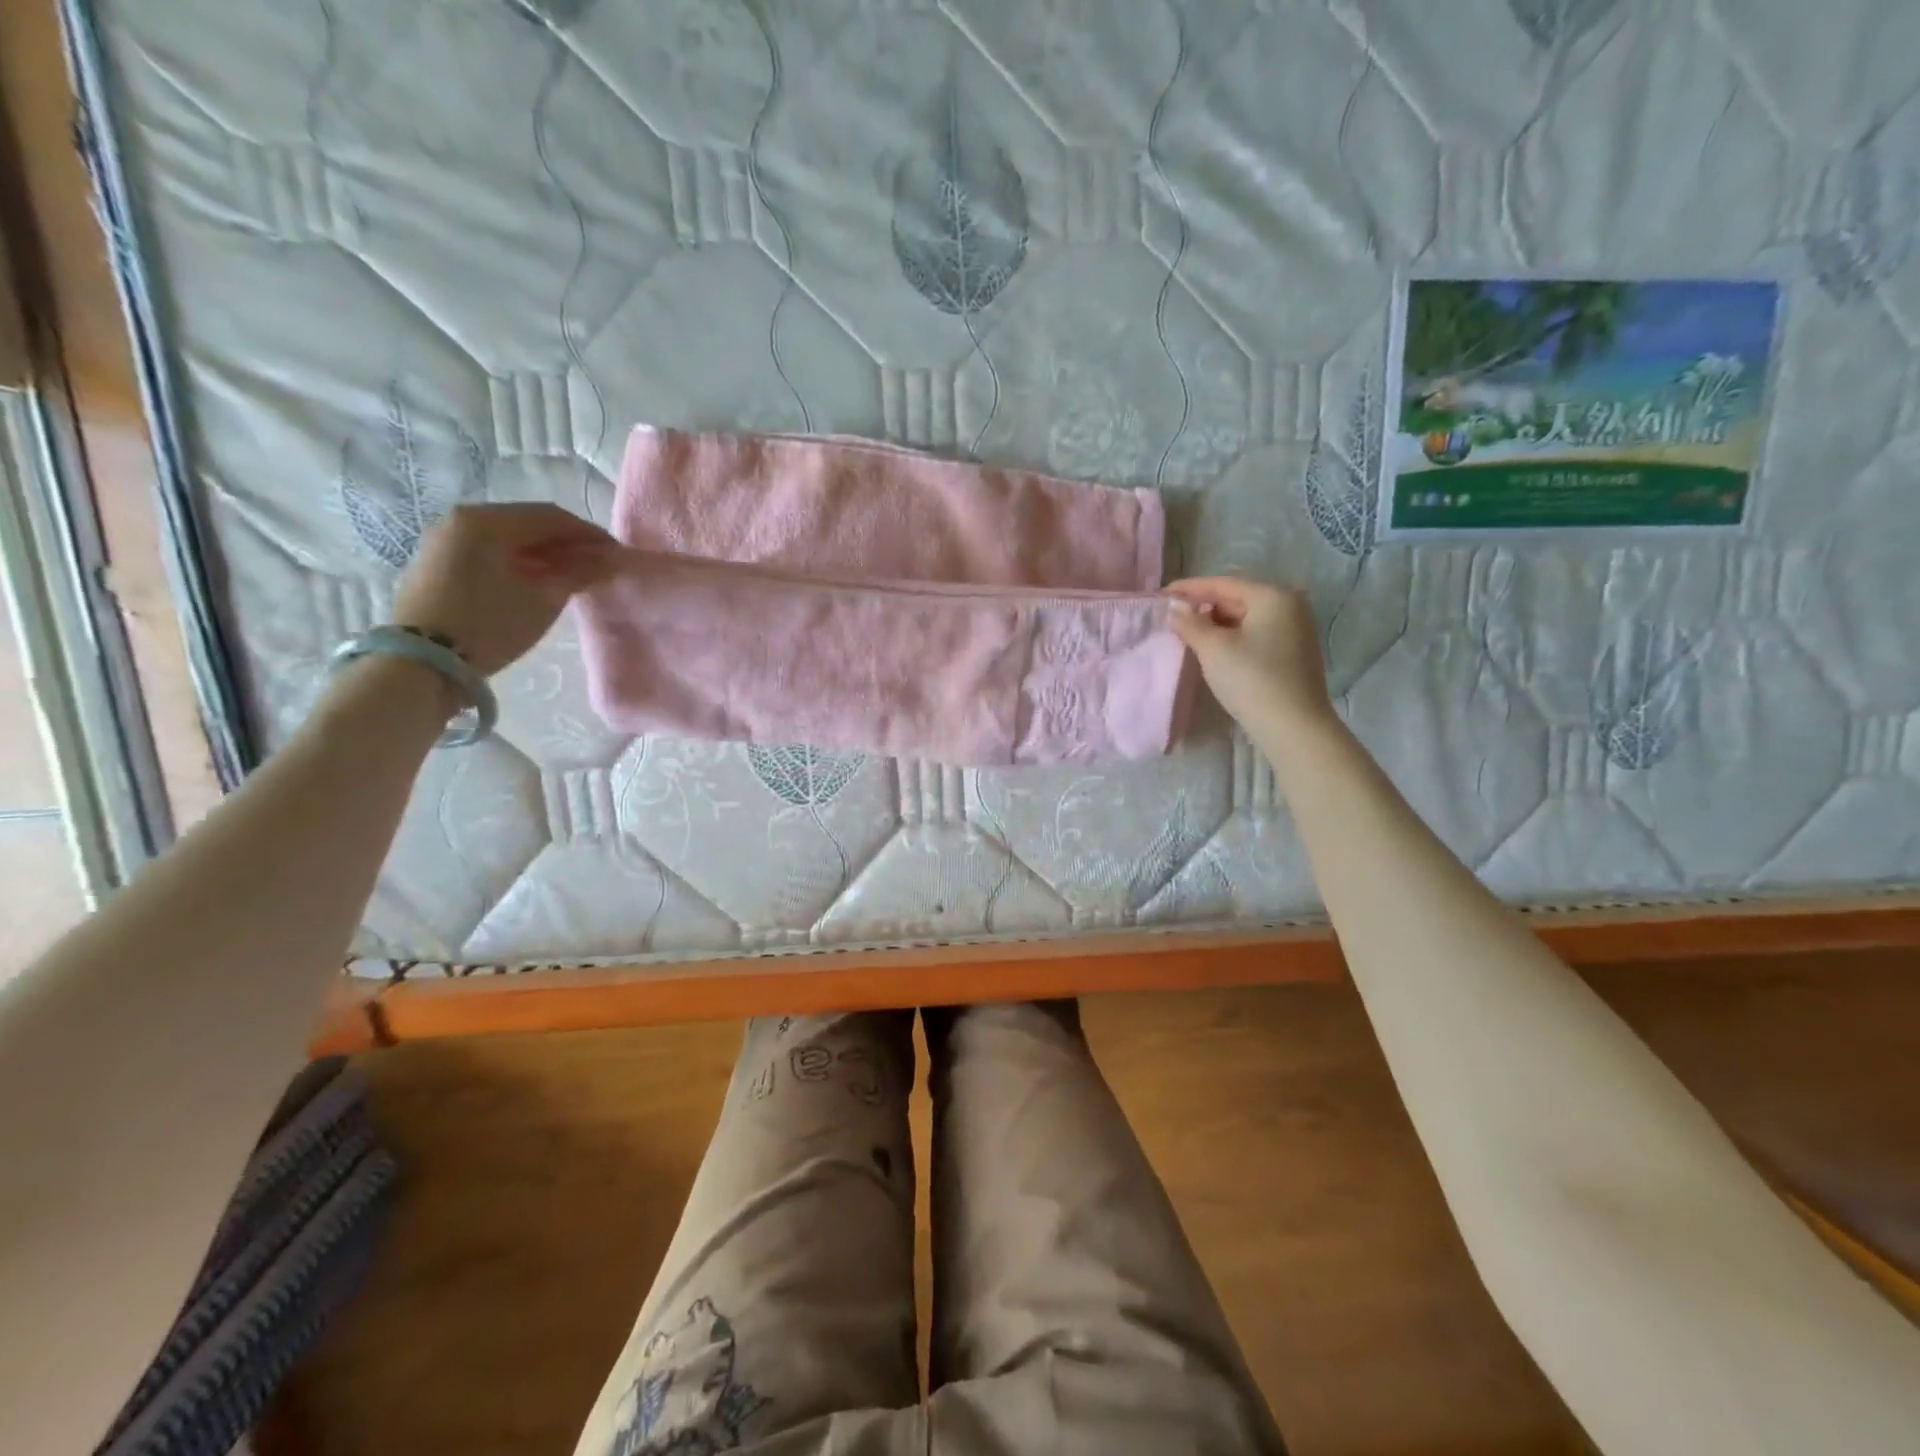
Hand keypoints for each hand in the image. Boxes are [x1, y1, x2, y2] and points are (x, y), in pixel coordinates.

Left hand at [392, 503, 617, 675]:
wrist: (422, 663)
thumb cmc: (489, 625)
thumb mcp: (543, 600)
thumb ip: (578, 573)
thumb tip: (606, 560)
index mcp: (486, 521)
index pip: (550, 517)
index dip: (588, 534)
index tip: (615, 553)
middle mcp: (461, 519)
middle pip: (526, 523)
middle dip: (566, 542)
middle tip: (597, 564)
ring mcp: (444, 540)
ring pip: (506, 537)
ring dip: (543, 552)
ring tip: (571, 575)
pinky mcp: (437, 562)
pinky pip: (487, 551)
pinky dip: (518, 560)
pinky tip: (537, 580)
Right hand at [1166, 577, 1333, 731]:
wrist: (1293, 726)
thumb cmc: (1251, 678)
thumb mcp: (1213, 648)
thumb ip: (1190, 623)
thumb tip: (1175, 609)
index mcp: (1273, 596)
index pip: (1223, 584)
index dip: (1190, 588)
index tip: (1162, 594)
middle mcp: (1290, 606)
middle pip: (1237, 598)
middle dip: (1204, 607)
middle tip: (1174, 616)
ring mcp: (1296, 631)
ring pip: (1247, 619)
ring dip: (1217, 624)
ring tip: (1189, 634)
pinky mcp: (1294, 654)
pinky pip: (1256, 635)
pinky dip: (1233, 638)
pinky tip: (1215, 650)